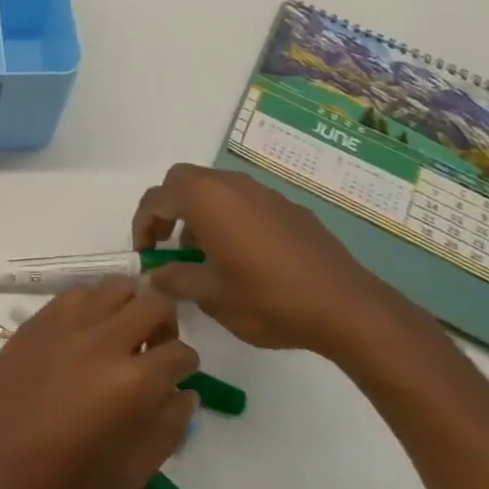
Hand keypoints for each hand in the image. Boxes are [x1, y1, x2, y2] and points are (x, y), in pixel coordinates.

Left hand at [0, 279, 198, 488]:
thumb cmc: (60, 484)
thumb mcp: (129, 474)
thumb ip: (166, 430)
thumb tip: (183, 393)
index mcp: (133, 383)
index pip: (181, 353)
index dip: (186, 366)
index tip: (177, 377)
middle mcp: (104, 340)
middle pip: (154, 302)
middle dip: (166, 324)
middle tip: (154, 349)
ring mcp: (68, 323)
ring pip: (116, 286)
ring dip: (130, 305)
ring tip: (121, 335)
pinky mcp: (38, 318)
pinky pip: (79, 293)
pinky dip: (93, 304)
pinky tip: (86, 332)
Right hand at [134, 162, 415, 359]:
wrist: (346, 306)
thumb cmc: (267, 298)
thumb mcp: (210, 296)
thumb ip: (174, 279)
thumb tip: (153, 275)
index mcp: (205, 199)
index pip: (156, 198)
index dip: (142, 224)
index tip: (145, 254)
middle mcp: (231, 184)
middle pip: (184, 182)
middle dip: (169, 209)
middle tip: (168, 246)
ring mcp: (263, 193)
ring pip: (216, 190)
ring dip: (199, 214)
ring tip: (204, 256)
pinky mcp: (289, 208)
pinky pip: (245, 203)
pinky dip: (230, 219)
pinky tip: (243, 258)